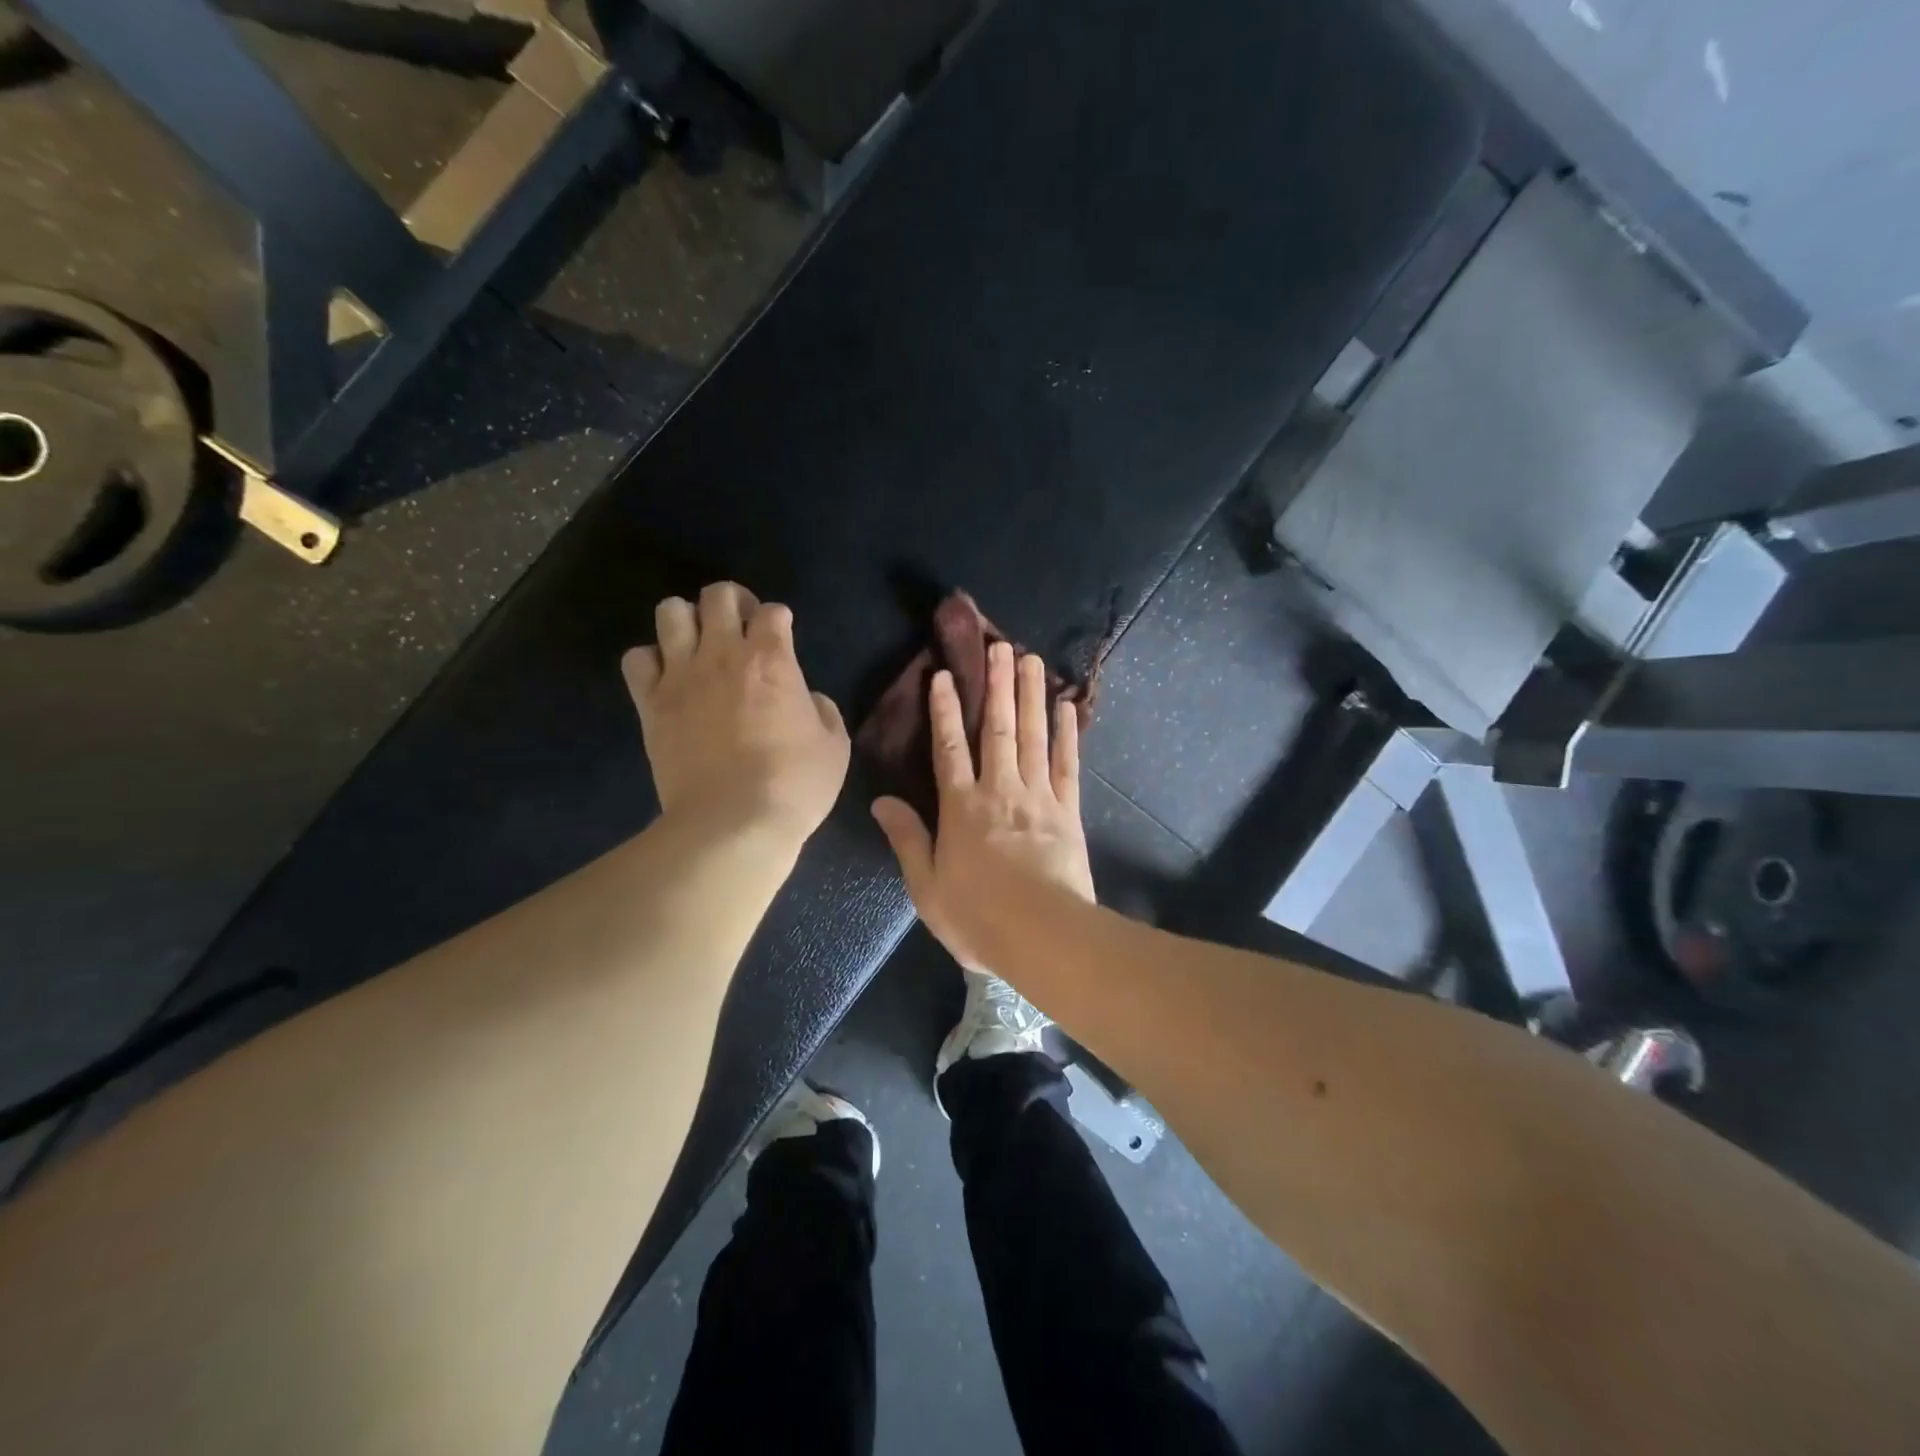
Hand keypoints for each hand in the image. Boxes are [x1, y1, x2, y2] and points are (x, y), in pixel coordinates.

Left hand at [623, 582, 849, 840]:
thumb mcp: (834, 746)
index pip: (773, 611)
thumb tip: (806, 699)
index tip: (782, 636)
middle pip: (718, 595)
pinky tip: (666, 677)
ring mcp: (681, 676)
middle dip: (733, 602)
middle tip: (741, 627)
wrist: (734, 823)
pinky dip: (651, 660)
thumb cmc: (795, 784)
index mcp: (772, 660)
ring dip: (687, 620)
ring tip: (698, 644)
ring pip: (670, 612)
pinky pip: (637, 659)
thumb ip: (822, 710)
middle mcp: (723, 654)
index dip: (780, 619)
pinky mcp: (651, 704)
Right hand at [871, 641, 1094, 969]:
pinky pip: (1068, 763)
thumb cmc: (978, 917)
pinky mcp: (1068, 810)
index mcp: (961, 808)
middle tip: (999, 645)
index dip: (944, 710)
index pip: (948, 748)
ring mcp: (1038, 796)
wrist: (1044, 936)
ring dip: (1031, 695)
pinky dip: (1067, 733)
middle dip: (996, 685)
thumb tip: (882, 800)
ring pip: (1033, 735)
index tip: (944, 674)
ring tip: (1032, 658)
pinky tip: (1067, 706)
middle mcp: (1000, 790)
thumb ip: (907, 839)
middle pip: (996, 728)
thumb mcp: (927, 886)